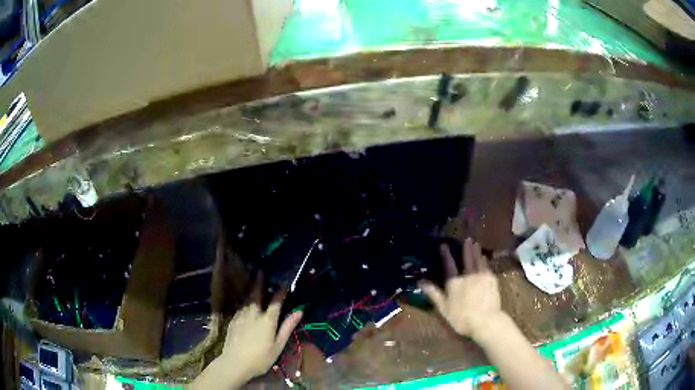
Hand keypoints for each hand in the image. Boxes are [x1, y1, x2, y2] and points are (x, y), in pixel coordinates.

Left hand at [191, 273, 302, 388]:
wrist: (234, 363)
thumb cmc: (260, 358)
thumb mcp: (278, 345)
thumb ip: (287, 327)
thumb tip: (299, 311)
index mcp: (267, 320)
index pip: (276, 301)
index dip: (281, 291)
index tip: (285, 282)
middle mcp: (253, 313)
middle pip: (257, 293)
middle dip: (260, 281)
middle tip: (261, 270)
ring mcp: (241, 315)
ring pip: (247, 298)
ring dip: (251, 288)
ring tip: (254, 282)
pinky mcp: (233, 320)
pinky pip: (241, 306)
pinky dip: (245, 300)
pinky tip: (246, 301)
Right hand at [419, 238, 501, 339]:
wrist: (485, 320)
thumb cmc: (461, 317)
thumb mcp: (443, 308)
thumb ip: (433, 294)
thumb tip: (420, 282)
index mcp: (455, 283)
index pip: (449, 266)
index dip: (446, 255)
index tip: (443, 245)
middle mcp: (468, 276)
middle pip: (467, 259)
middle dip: (466, 249)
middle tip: (466, 239)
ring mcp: (481, 276)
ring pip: (478, 260)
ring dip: (476, 251)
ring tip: (475, 244)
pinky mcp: (491, 280)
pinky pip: (487, 266)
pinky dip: (484, 260)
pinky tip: (484, 257)